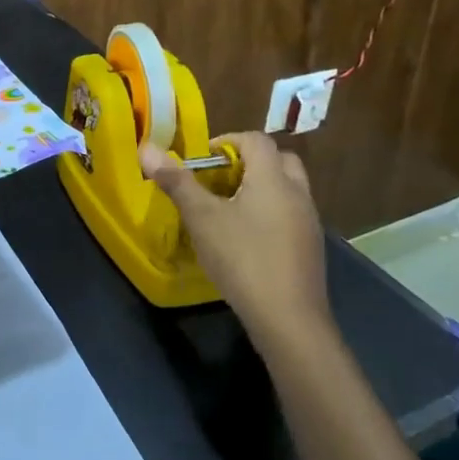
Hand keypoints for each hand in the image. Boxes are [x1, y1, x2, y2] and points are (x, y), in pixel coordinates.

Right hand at [141, 132, 328, 349]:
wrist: (288, 319)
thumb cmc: (242, 258)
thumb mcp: (202, 218)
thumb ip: (177, 182)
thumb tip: (147, 148)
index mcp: (273, 178)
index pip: (256, 140)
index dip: (228, 141)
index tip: (203, 160)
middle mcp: (298, 193)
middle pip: (279, 160)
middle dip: (249, 162)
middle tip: (220, 180)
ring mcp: (309, 222)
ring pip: (287, 189)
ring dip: (262, 188)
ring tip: (229, 209)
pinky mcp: (311, 248)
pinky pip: (291, 215)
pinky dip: (271, 213)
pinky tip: (247, 239)